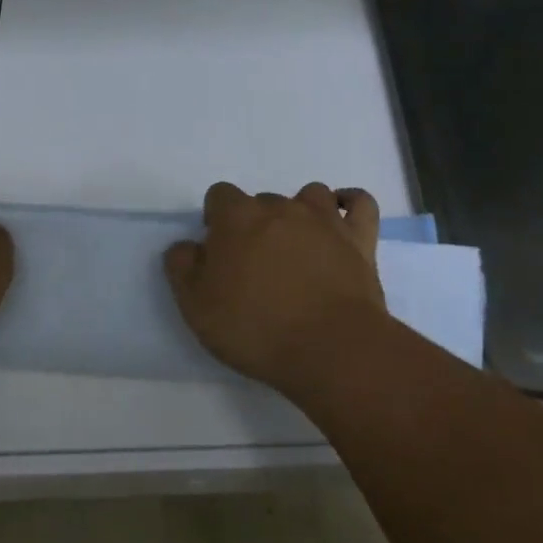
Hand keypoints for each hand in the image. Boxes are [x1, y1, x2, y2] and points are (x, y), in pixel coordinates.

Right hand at [164, 182, 388, 397]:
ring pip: (309, 195)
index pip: (219, 195)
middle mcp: (280, 207)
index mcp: (237, 218)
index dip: (216, 219)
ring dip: (300, 212)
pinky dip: (351, 204)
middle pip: (262, 200)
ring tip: (297, 245)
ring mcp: (325, 220)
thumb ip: (182, 267)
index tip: (219, 252)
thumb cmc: (255, 327)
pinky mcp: (360, 239)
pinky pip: (360, 202)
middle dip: (256, 223)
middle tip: (256, 264)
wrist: (330, 348)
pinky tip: (342, 218)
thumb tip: (185, 246)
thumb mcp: (196, 306)